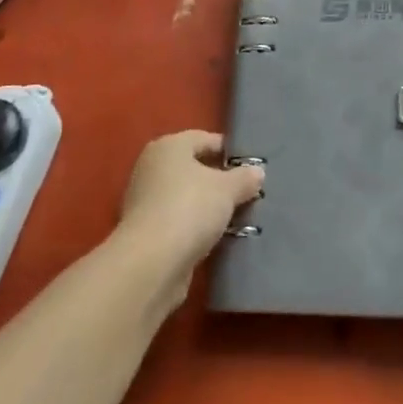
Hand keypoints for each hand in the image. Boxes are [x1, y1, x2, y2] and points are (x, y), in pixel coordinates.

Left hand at [115, 130, 264, 283]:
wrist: (151, 264)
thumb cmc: (190, 209)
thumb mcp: (227, 189)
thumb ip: (244, 178)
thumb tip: (257, 172)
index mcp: (168, 147)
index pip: (205, 139)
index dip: (229, 152)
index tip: (251, 167)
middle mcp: (152, 168)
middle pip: (194, 169)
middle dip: (220, 181)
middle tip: (247, 193)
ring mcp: (145, 202)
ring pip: (186, 197)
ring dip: (208, 207)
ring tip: (237, 218)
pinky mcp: (145, 233)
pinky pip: (179, 222)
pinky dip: (195, 227)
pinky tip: (216, 238)